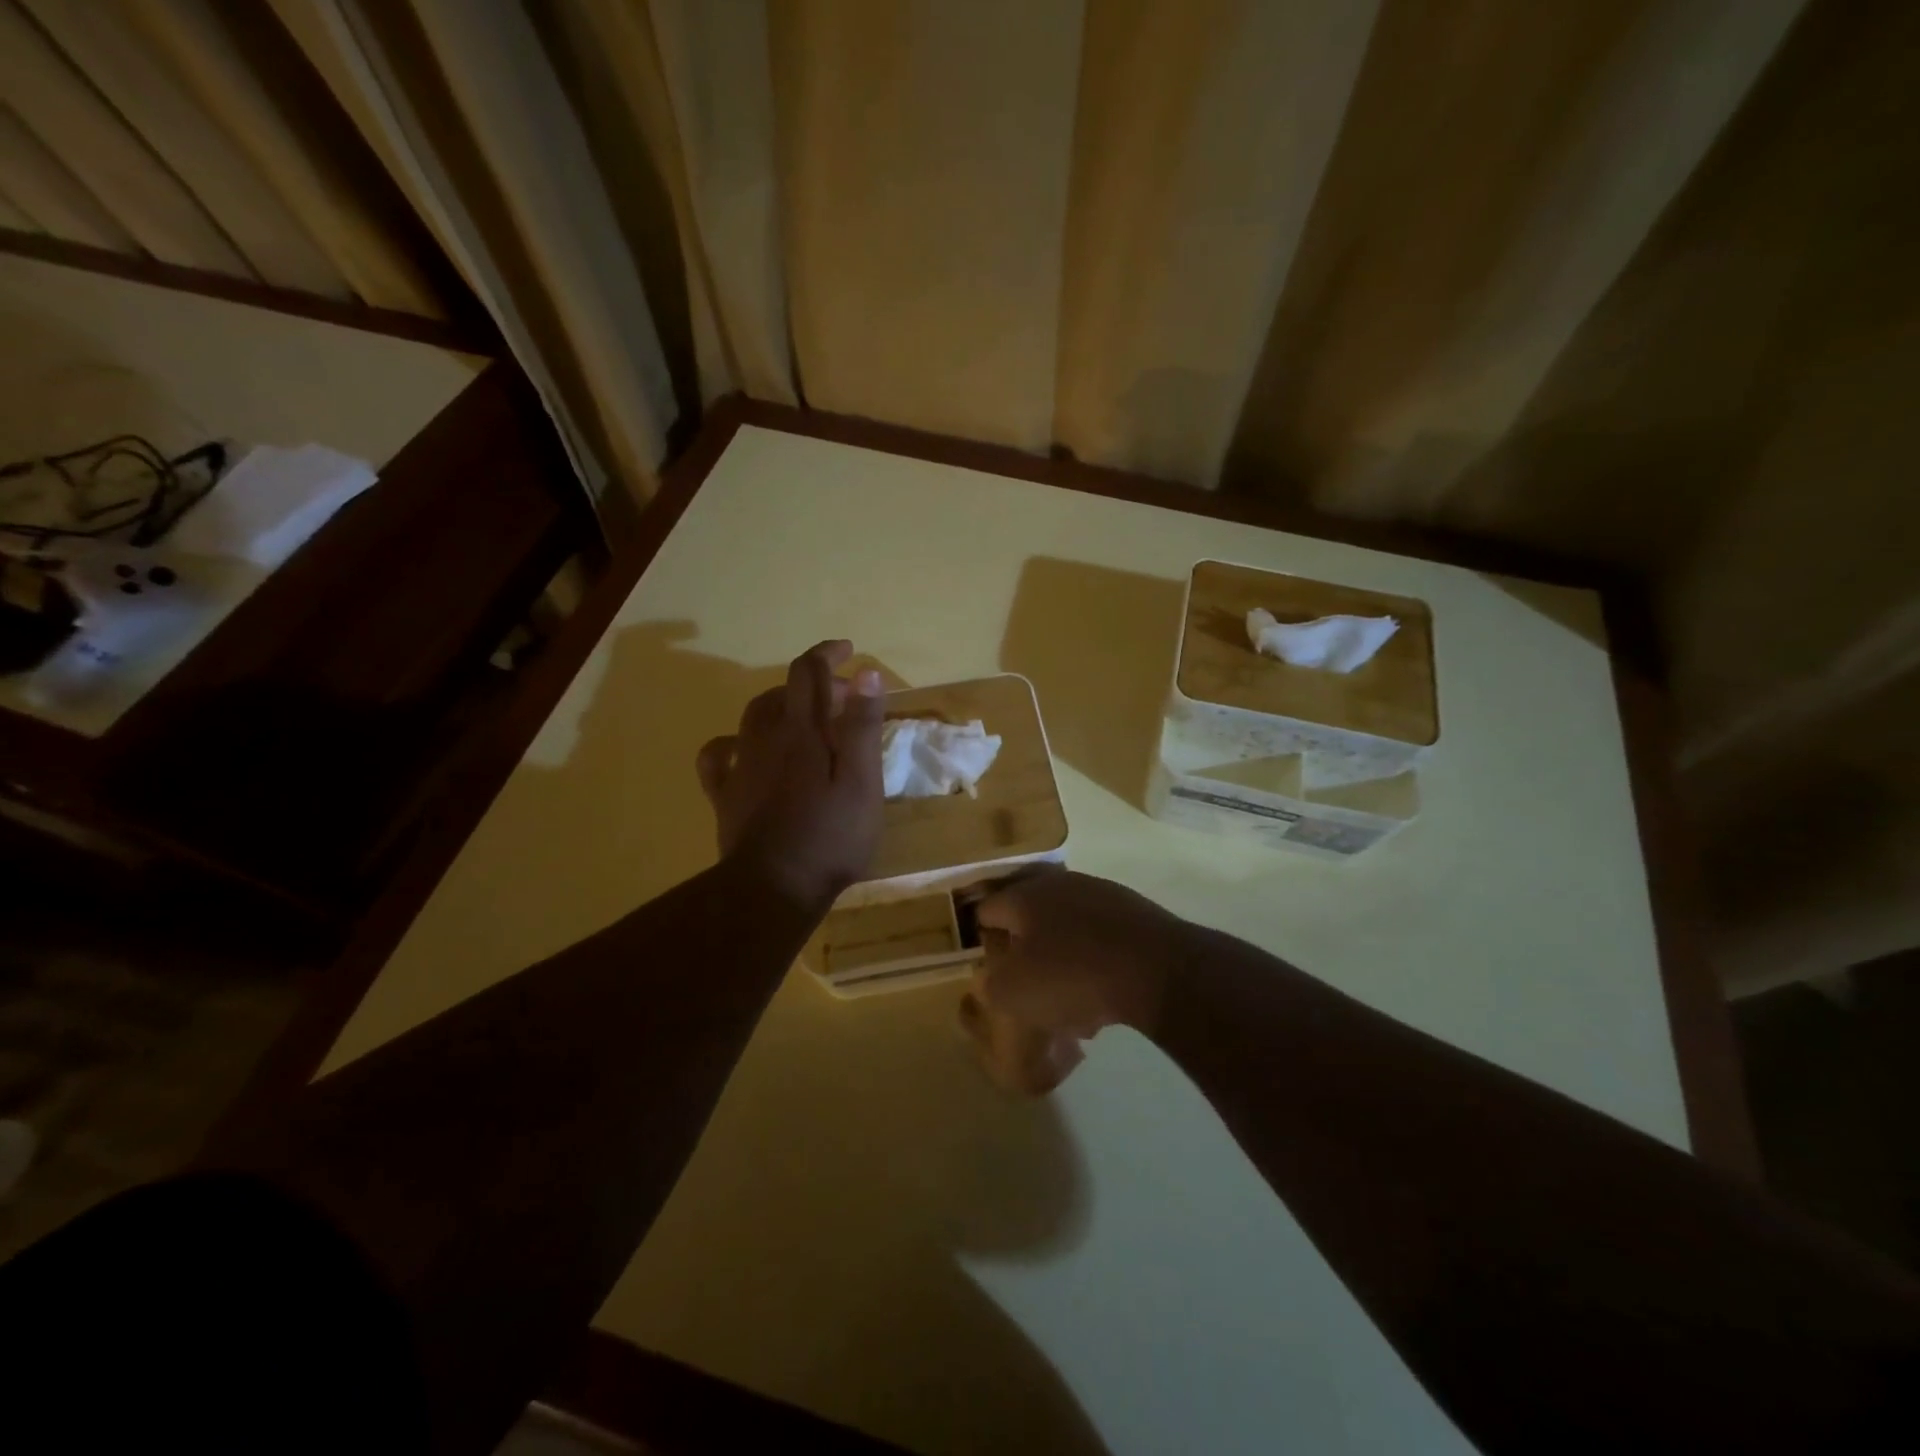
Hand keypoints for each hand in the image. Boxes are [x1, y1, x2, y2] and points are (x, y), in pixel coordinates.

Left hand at [696, 640, 884, 912]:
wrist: (775, 888)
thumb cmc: (831, 837)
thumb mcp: (862, 782)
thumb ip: (862, 726)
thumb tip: (865, 672)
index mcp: (802, 732)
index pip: (808, 671)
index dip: (827, 653)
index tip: (849, 652)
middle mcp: (766, 738)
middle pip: (783, 691)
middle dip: (814, 684)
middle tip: (845, 702)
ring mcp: (741, 766)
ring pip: (753, 716)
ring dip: (780, 705)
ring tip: (805, 719)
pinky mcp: (725, 795)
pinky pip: (717, 755)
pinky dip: (732, 741)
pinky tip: (744, 749)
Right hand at [971, 870, 1184, 1079]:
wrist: (1158, 970)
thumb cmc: (1073, 977)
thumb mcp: (1014, 993)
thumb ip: (991, 983)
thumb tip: (989, 977)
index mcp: (1024, 896)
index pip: (987, 909)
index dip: (983, 939)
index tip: (990, 969)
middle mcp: (1060, 885)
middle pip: (1030, 917)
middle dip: (1025, 952)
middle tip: (1029, 988)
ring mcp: (1101, 894)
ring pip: (1067, 930)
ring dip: (1061, 961)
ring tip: (1069, 1005)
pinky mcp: (1134, 912)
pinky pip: (1100, 938)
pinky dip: (1094, 963)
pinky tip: (1102, 997)